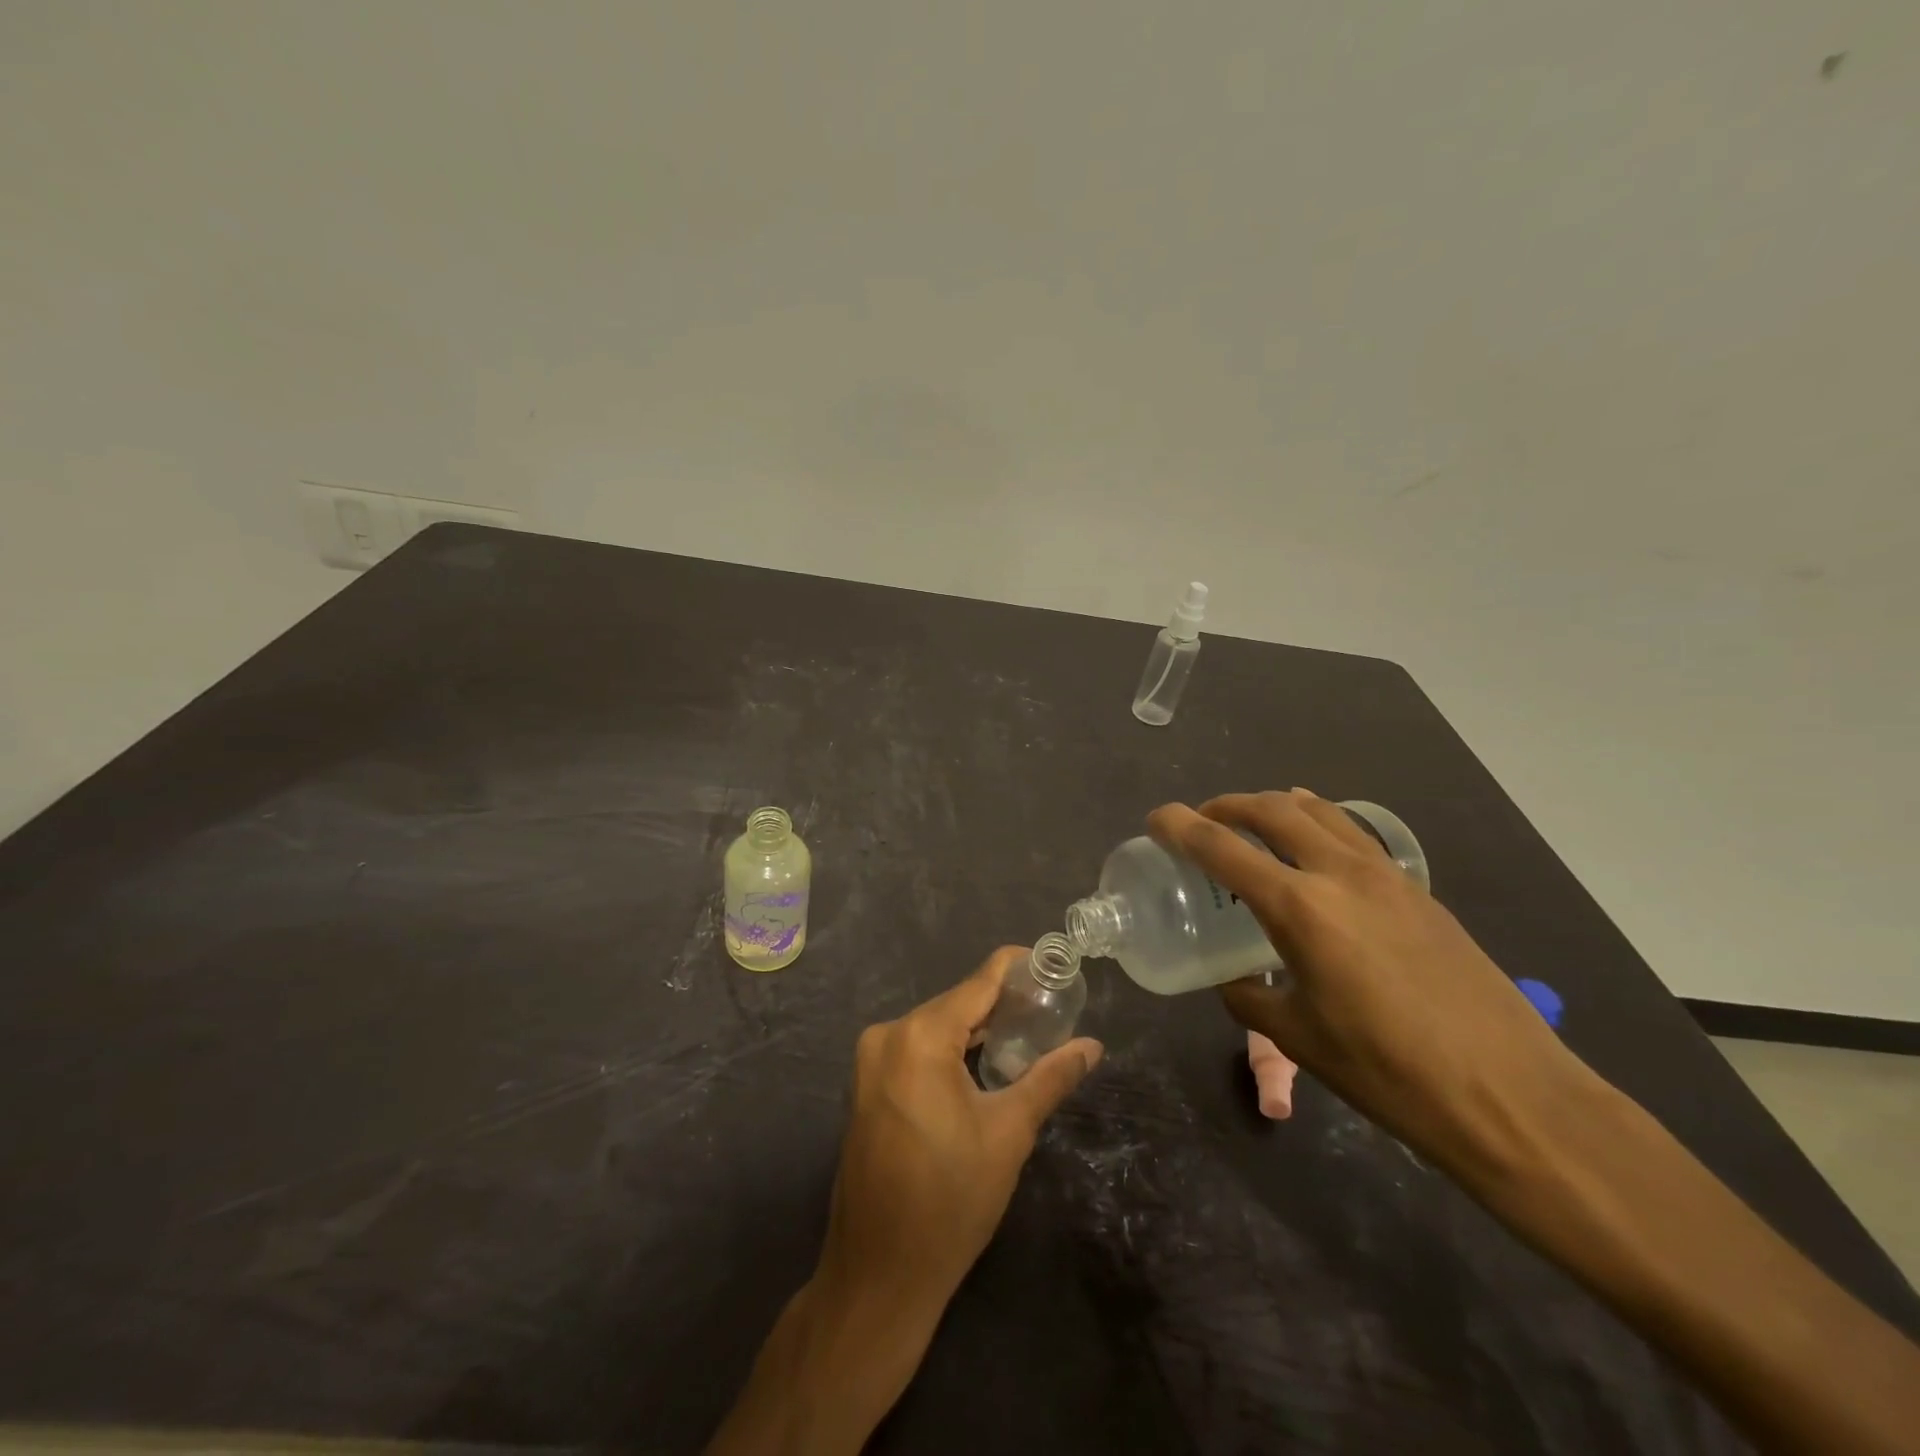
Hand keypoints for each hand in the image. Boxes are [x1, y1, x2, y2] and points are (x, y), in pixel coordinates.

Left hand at [819, 946, 1103, 1311]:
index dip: (1014, 968)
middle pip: (955, 1004)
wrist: (879, 1274)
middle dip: (1000, 1004)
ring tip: (1025, 1034)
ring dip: (975, 1029)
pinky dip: (949, 1050)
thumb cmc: (950, 1200)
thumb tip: (1093, 1046)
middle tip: (1049, 1008)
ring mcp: (869, 1061)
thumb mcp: (1009, 1133)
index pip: (977, 983)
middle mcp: (887, 1035)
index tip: (1049, 962)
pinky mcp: (865, 1086)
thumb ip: (1050, 1078)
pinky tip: (981, 1063)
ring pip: (935, 1027)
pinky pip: (915, 1049)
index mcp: (919, 1036)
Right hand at [1148, 789, 1583, 1181]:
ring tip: (1255, 822)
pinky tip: (1316, 853)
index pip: (1222, 848)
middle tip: (1203, 820)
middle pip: (1273, 810)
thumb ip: (1250, 997)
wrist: (1512, 1096)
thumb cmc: (1390, 1073)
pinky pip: (1356, 836)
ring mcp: (1387, 877)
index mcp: (1301, 908)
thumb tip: (1234, 979)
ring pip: (1321, 812)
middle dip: (1229, 805)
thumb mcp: (1299, 1039)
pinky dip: (1321, 825)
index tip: (1156, 819)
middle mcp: (1341, 874)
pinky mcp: (1419, 892)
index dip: (1180, 827)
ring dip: (1277, 806)